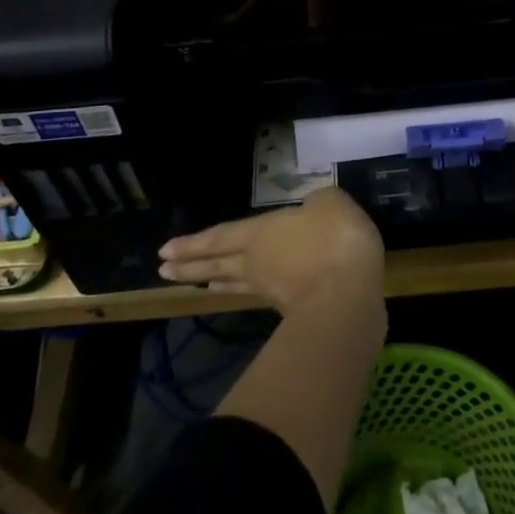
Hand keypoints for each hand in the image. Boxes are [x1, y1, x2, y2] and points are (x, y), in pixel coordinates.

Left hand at [158, 187, 383, 314]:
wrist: (350, 296)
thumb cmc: (334, 240)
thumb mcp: (330, 203)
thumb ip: (317, 204)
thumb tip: (313, 211)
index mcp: (260, 233)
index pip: (220, 236)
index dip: (193, 243)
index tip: (165, 251)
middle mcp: (258, 263)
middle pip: (218, 264)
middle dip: (191, 267)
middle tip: (164, 271)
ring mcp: (275, 289)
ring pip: (237, 282)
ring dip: (217, 282)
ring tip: (202, 285)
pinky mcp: (294, 310)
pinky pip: (263, 294)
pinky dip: (250, 291)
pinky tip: (258, 290)